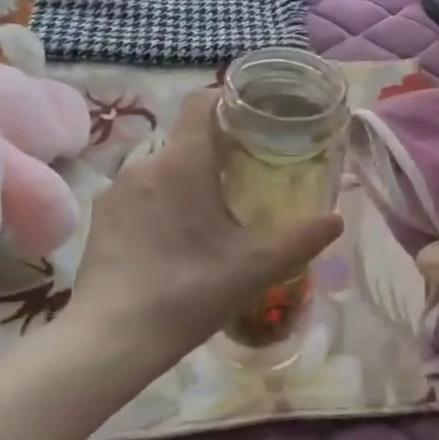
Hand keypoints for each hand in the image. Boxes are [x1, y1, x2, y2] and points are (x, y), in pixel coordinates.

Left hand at [64, 89, 343, 362]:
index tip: (255, 120)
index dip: (229, 101)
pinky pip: (140, 195)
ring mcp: (116, 191)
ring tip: (212, 215)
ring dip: (188, 181)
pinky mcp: (101, 219)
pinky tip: (174, 241)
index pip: (202, 102)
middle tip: (247, 179)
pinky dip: (162, 204)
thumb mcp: (257, 267)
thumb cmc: (189, 291)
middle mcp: (145, 164)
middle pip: (186, 140)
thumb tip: (337, 219)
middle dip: (216, 152)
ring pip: (162, 170)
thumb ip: (302, 239)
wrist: (111, 338)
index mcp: (183, 162)